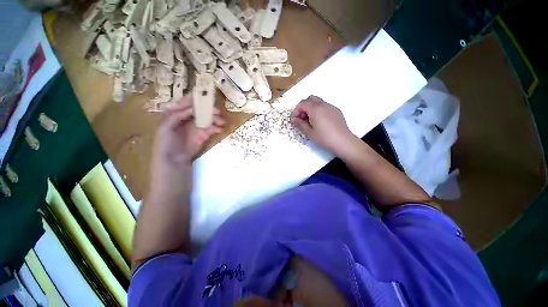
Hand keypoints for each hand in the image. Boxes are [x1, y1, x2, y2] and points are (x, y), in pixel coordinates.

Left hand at [150, 95, 223, 188]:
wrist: (174, 159)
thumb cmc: (166, 142)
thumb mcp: (165, 126)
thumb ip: (177, 115)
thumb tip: (192, 109)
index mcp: (177, 112)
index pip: (187, 101)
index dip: (197, 98)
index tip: (206, 95)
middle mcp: (189, 117)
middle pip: (201, 109)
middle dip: (210, 109)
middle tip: (218, 112)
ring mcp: (198, 125)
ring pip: (209, 118)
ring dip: (216, 118)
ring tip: (222, 122)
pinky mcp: (204, 134)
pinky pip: (213, 128)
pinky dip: (217, 127)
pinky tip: (220, 129)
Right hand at [291, 96, 354, 155]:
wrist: (343, 141)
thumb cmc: (324, 138)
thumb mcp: (309, 132)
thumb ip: (300, 124)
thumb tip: (294, 119)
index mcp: (315, 109)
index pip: (302, 104)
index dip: (296, 111)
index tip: (295, 120)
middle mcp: (323, 104)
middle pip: (310, 99)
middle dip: (304, 107)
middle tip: (302, 118)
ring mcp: (331, 107)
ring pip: (318, 102)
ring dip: (312, 108)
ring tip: (311, 121)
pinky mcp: (336, 111)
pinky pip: (325, 106)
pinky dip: (319, 110)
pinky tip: (320, 122)